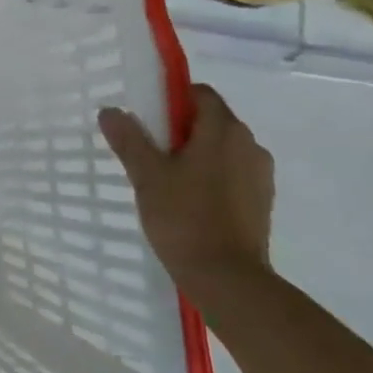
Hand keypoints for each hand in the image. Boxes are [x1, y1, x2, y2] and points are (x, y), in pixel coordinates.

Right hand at [97, 84, 273, 288]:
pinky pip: (232, 174)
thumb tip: (111, 111)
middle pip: (211, 120)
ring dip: (196, 154)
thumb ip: (129, 139)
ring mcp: (260, 175)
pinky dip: (210, 177)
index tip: (146, 118)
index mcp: (224, 130)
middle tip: (147, 150)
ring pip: (222, 149)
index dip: (172, 98)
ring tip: (165, 179)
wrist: (228, 279)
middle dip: (180, 129)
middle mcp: (249, 144)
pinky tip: (188, 201)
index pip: (200, 93)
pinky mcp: (261, 201)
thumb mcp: (147, 175)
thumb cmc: (185, 218)